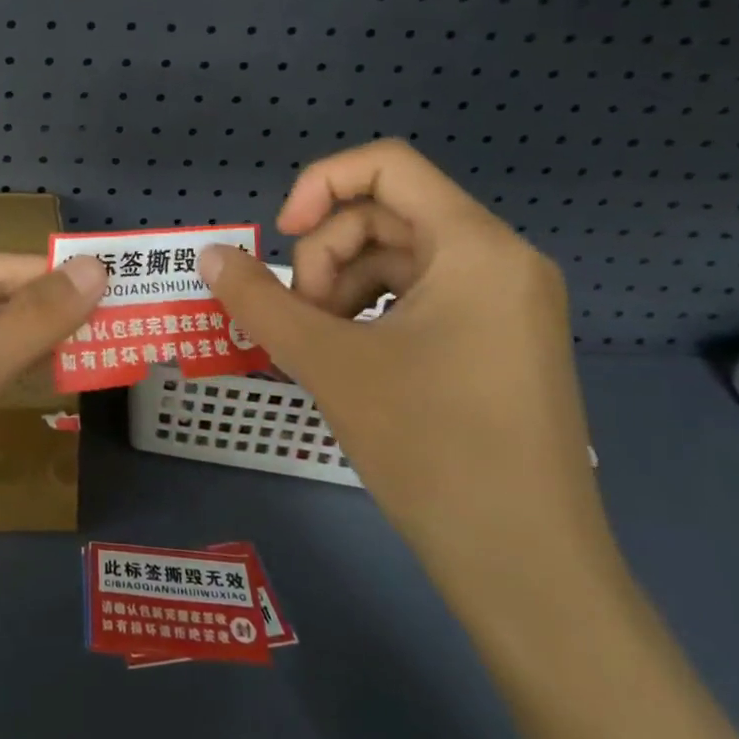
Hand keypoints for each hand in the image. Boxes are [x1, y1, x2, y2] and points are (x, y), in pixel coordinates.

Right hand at [198, 140, 619, 619]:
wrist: (529, 573)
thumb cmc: (432, 449)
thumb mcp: (329, 363)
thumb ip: (259, 300)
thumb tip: (210, 256)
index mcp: (476, 247)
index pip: (387, 164)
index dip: (320, 184)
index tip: (280, 236)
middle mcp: (501, 261)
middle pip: (385, 215)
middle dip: (326, 256)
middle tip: (300, 320)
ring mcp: (506, 305)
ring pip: (397, 258)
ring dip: (342, 288)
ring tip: (320, 347)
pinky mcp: (499, 343)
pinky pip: (419, 297)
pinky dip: (370, 313)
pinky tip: (350, 360)